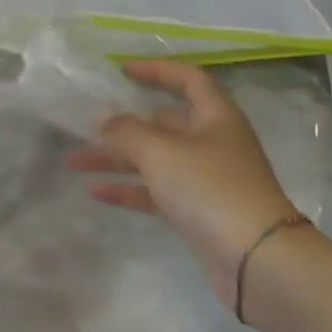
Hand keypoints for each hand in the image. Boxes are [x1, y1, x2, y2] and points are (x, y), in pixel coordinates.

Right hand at [69, 60, 301, 309]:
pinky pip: (156, 192)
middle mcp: (212, 143)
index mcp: (215, 117)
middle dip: (122, 123)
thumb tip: (104, 120)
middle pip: (163, 123)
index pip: (187, 79)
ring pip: (153, 159)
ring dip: (115, 159)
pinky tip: (95, 192)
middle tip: (86, 124)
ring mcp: (205, 180)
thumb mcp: (160, 150)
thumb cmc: (210, 188)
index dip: (156, 70)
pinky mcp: (198, 212)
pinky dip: (127, 189)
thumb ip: (125, 130)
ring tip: (74, 161)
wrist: (257, 261)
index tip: (121, 71)